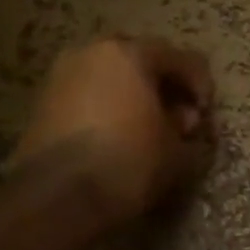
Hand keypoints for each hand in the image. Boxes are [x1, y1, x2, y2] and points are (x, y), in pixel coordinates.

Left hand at [11, 38, 214, 217]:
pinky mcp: (43, 101)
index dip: (202, 86)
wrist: (58, 197)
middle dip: (165, 84)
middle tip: (178, 116)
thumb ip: (188, 127)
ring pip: (112, 75)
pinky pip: (89, 93)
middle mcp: (93, 52)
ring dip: (134, 95)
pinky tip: (119, 135)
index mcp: (131, 54)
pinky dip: (108, 106)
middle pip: (143, 59)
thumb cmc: (130, 162)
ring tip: (147, 128)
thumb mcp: (179, 150)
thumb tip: (182, 122)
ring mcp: (62, 74)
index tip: (205, 115)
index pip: (182, 58)